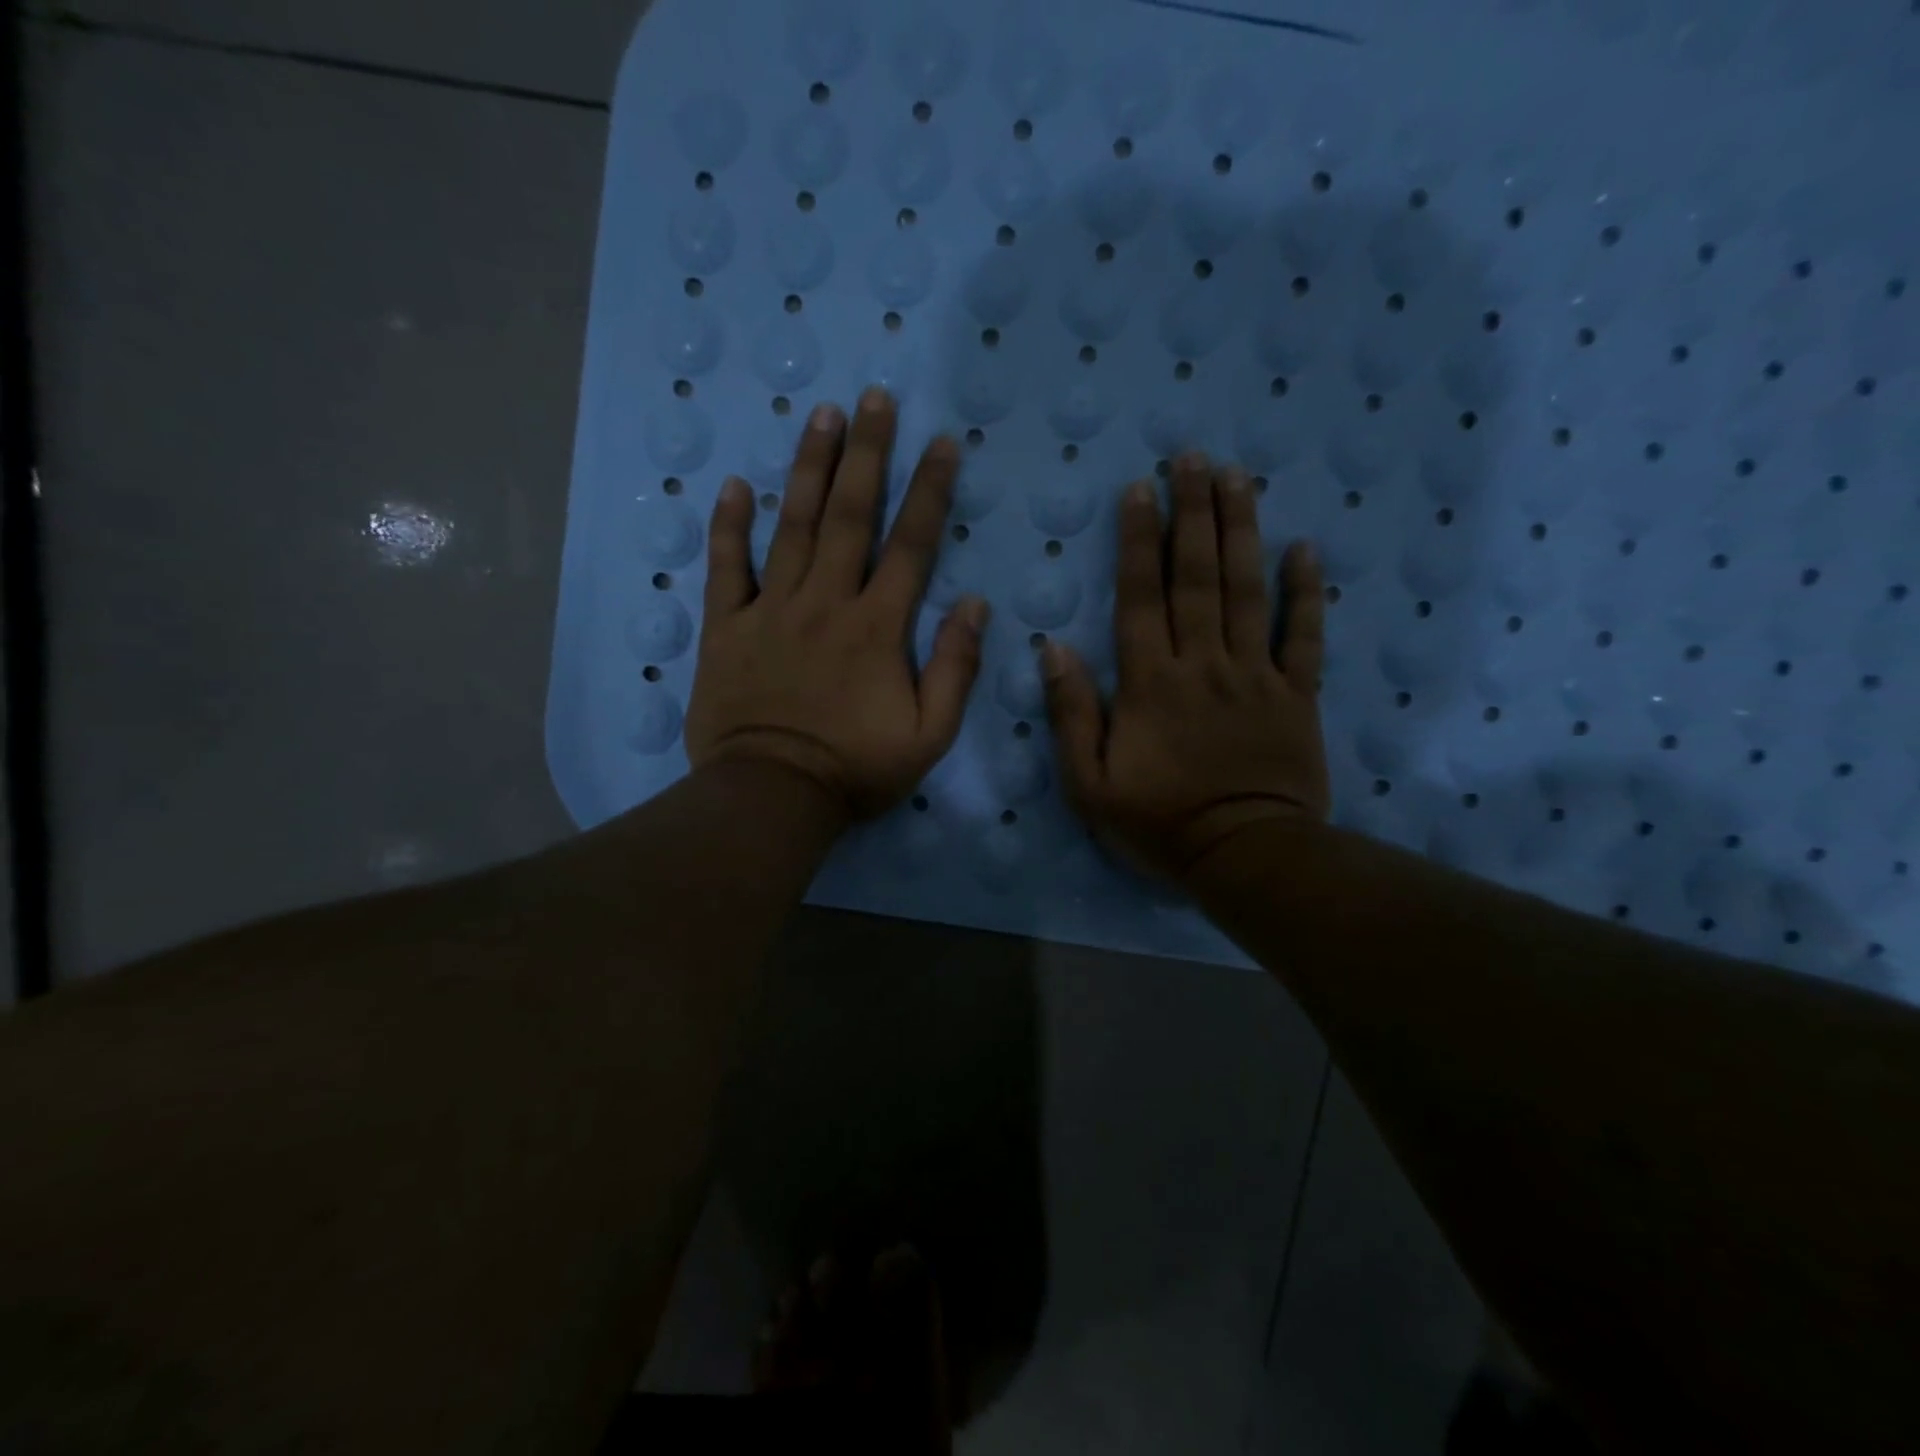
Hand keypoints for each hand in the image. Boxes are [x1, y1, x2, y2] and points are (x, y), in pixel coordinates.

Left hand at [685, 388, 988, 821]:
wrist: (772, 796)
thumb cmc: (855, 770)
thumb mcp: (929, 735)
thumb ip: (955, 669)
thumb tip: (975, 605)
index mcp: (878, 627)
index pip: (910, 545)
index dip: (929, 490)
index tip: (942, 442)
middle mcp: (826, 602)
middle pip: (848, 515)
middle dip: (865, 453)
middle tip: (873, 397)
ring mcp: (771, 610)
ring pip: (790, 526)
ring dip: (807, 468)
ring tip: (820, 415)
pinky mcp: (727, 628)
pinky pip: (727, 568)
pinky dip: (729, 527)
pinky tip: (734, 486)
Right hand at [1042, 452, 1329, 884]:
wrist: (1244, 856)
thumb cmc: (1158, 824)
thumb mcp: (1089, 784)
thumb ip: (1072, 714)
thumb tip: (1054, 648)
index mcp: (1149, 683)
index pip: (1141, 597)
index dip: (1138, 540)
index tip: (1139, 489)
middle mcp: (1203, 664)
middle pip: (1197, 577)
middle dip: (1193, 513)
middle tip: (1194, 458)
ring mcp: (1256, 675)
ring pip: (1247, 591)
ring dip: (1241, 531)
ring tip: (1239, 477)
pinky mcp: (1297, 695)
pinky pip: (1304, 636)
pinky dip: (1306, 592)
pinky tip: (1305, 549)